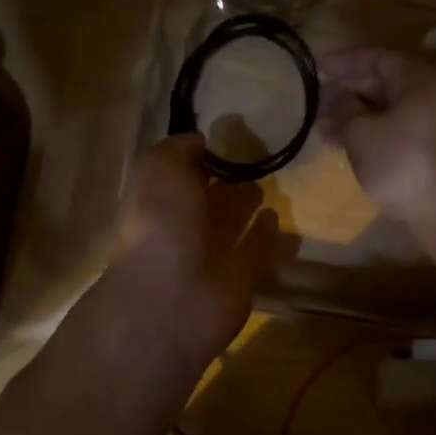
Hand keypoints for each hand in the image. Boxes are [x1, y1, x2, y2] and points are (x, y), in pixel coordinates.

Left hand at [114, 133, 277, 366]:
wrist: (172, 297)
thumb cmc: (161, 223)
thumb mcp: (159, 169)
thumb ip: (178, 149)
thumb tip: (199, 140)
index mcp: (160, 200)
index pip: (181, 173)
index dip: (200, 156)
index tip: (227, 136)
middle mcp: (184, 225)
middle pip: (208, 197)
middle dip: (226, 179)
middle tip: (254, 156)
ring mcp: (213, 253)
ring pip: (232, 222)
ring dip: (246, 204)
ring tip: (266, 181)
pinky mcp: (242, 276)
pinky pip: (256, 249)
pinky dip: (265, 234)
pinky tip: (276, 214)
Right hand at [317, 48, 435, 224]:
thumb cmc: (399, 162)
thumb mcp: (361, 132)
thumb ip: (344, 106)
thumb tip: (334, 94)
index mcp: (424, 79)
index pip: (379, 59)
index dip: (345, 62)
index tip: (318, 66)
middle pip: (386, 82)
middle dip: (349, 91)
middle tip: (318, 97)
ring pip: (391, 107)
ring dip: (356, 113)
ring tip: (322, 125)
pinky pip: (400, 124)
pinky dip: (374, 128)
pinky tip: (343, 140)